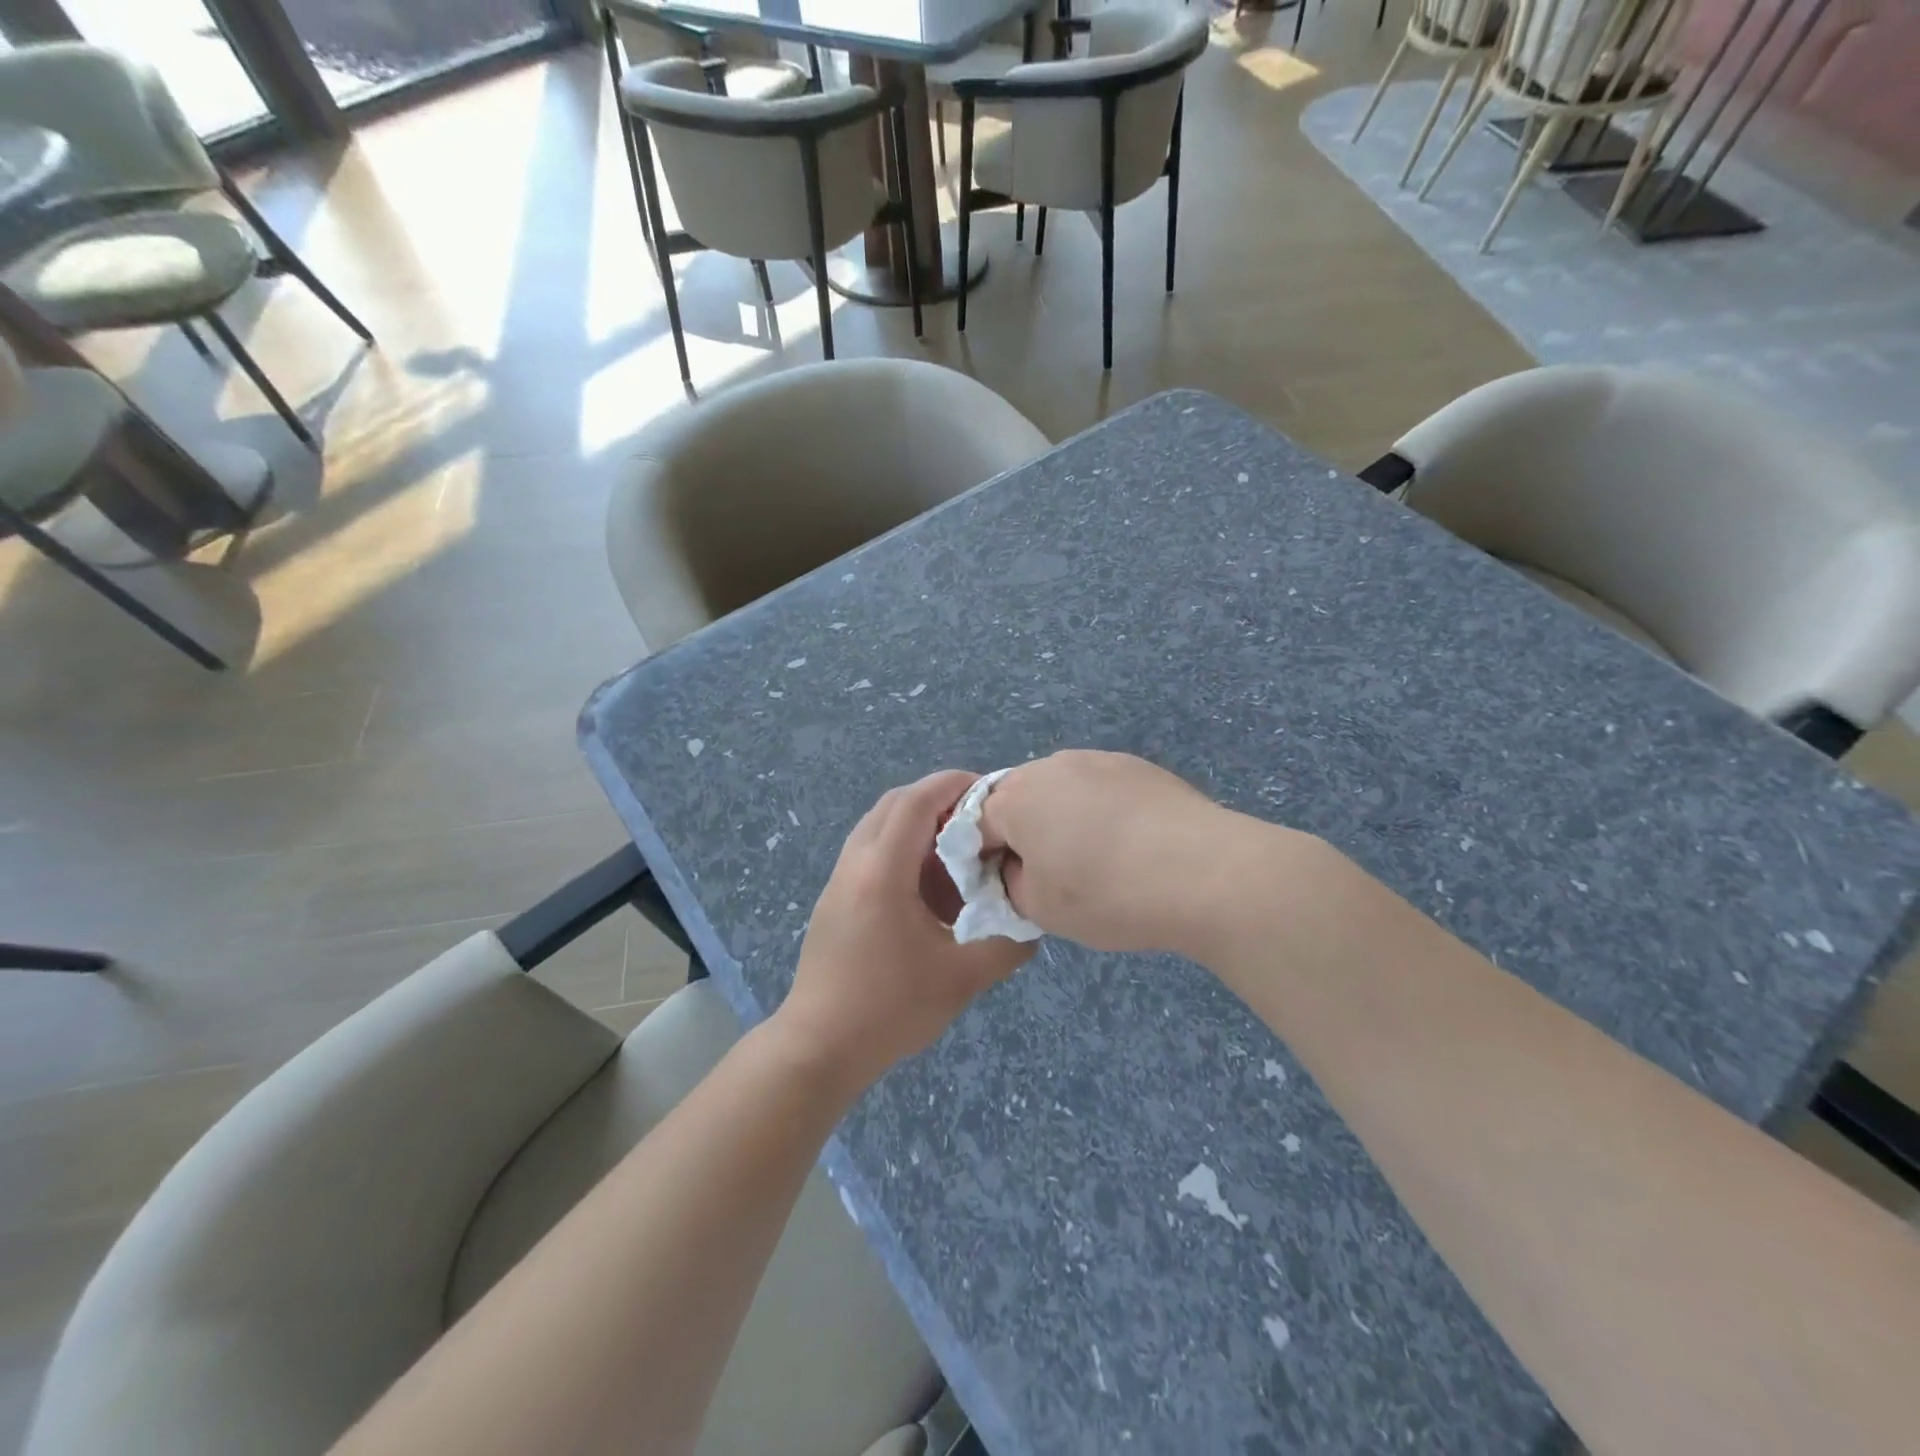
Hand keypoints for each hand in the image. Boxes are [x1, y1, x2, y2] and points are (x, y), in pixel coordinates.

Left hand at [774, 771, 1034, 1091]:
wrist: (818, 1048)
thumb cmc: (888, 1010)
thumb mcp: (961, 980)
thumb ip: (1006, 947)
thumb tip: (1032, 925)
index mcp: (882, 871)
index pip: (917, 800)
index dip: (954, 784)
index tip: (991, 790)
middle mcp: (855, 862)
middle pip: (895, 803)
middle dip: (939, 800)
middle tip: (978, 821)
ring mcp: (839, 880)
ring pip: (879, 827)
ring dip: (918, 827)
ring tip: (957, 856)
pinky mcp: (834, 899)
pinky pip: (870, 852)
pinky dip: (901, 851)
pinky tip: (928, 890)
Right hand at [977, 750, 1288, 955]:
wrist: (1205, 871)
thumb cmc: (1107, 893)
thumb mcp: (1040, 909)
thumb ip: (1011, 884)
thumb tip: (1019, 865)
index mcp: (1016, 797)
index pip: (977, 825)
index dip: (986, 858)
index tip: (1010, 887)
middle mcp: (1051, 765)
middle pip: (1019, 798)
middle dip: (1024, 832)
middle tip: (1050, 873)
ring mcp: (1099, 760)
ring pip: (1061, 790)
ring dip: (1063, 819)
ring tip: (1096, 859)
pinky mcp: (1138, 766)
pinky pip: (1100, 788)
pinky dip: (1102, 812)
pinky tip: (1130, 844)